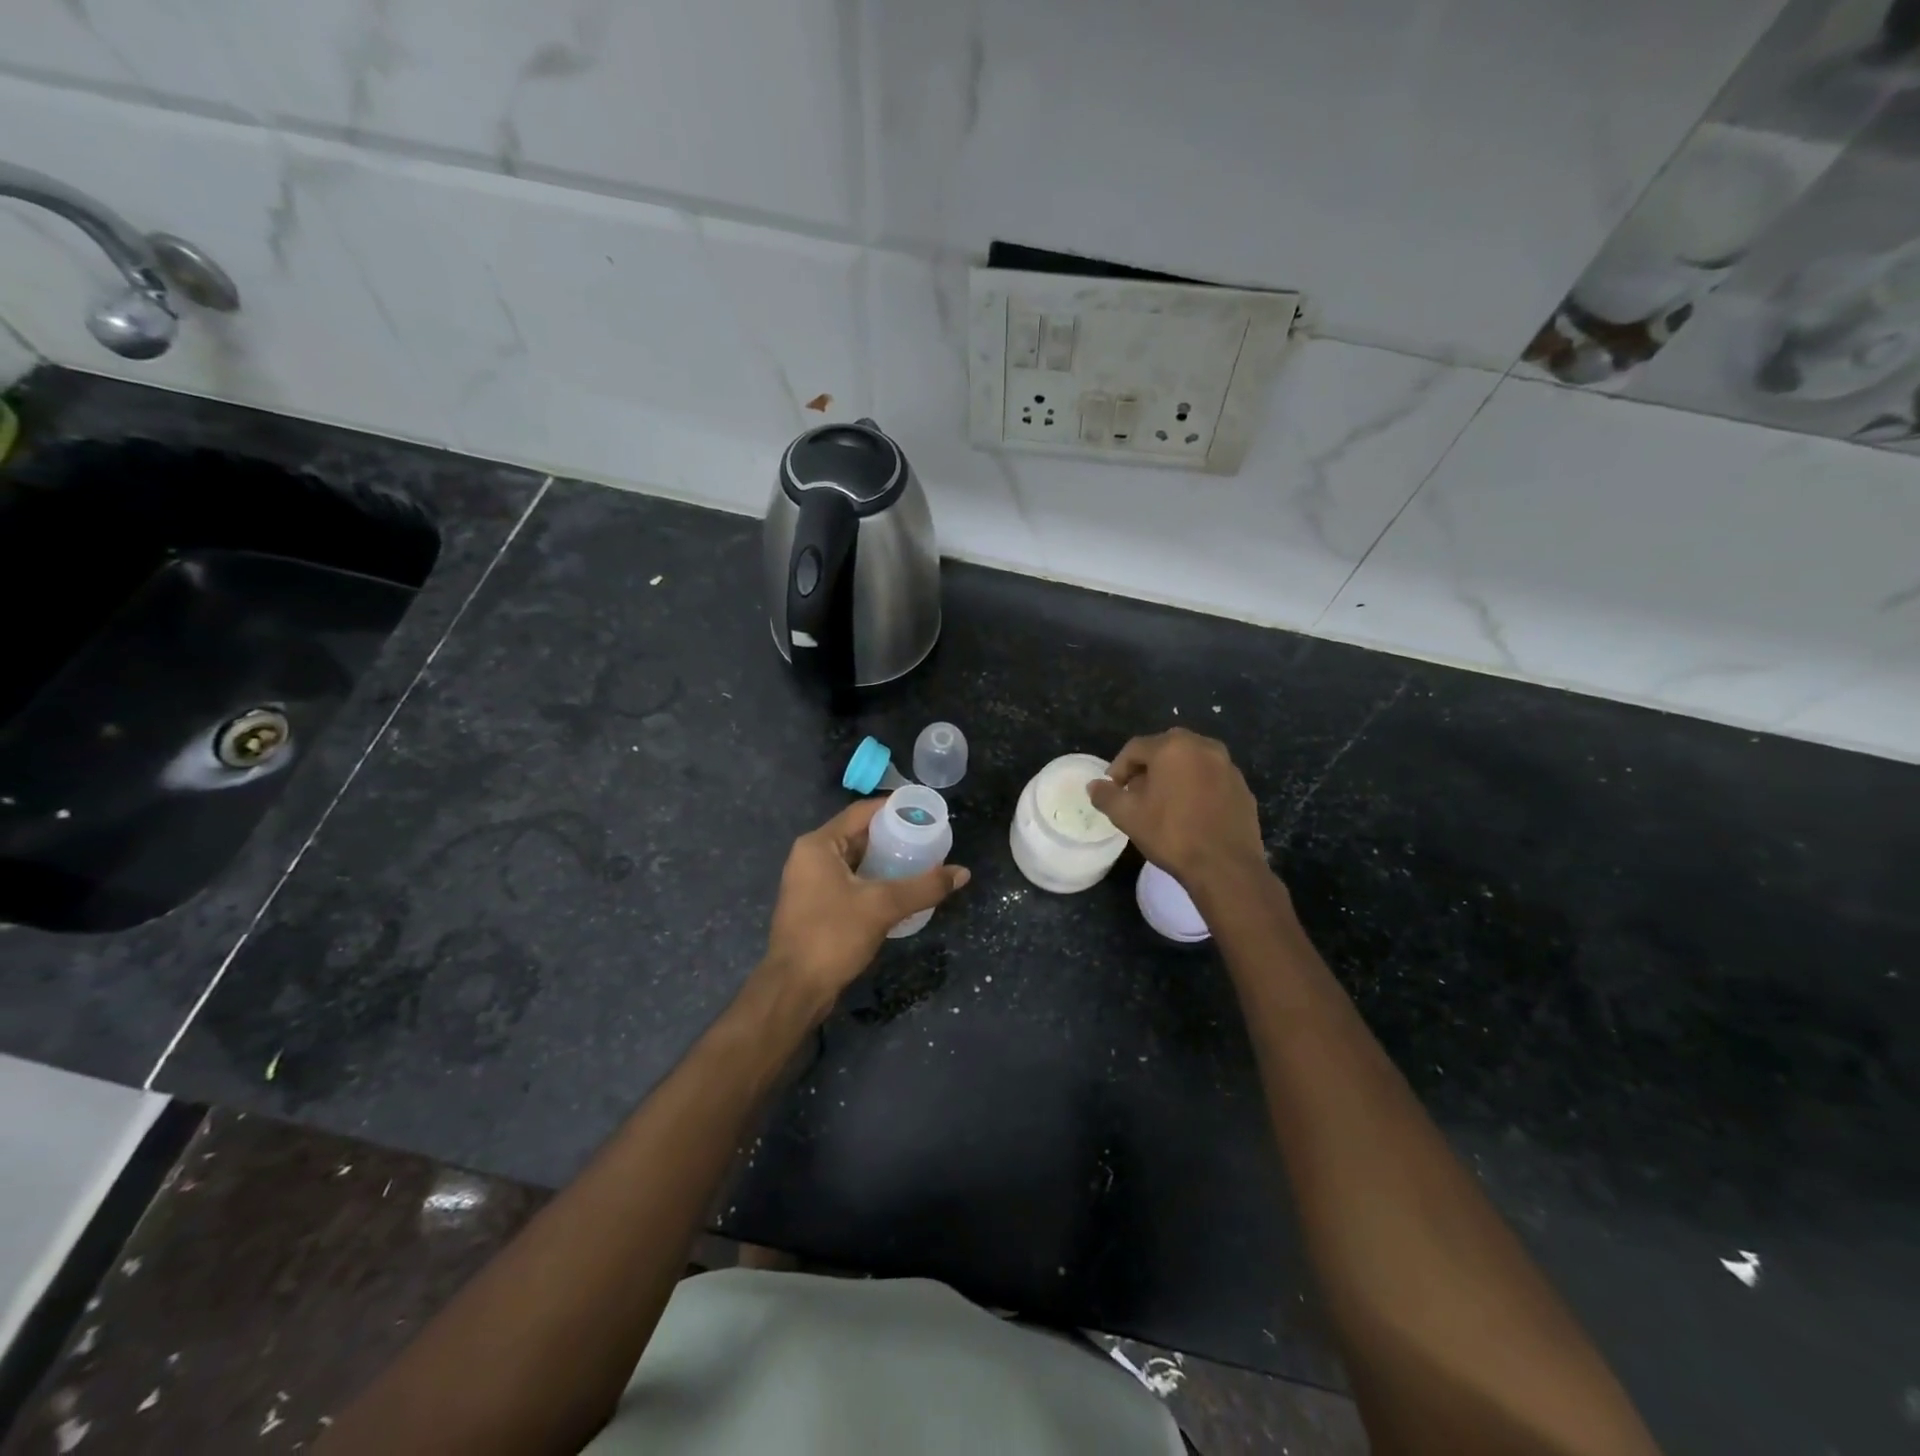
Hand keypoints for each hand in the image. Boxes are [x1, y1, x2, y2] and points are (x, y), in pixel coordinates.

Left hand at [760, 798, 969, 1015]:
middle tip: (927, 838)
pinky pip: (849, 882)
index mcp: (818, 845)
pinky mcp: (814, 906)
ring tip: (920, 862)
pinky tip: (899, 890)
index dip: (893, 808)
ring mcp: (809, 883)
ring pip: (854, 861)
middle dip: (893, 836)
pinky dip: (873, 881)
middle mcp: (810, 857)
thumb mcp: (883, 906)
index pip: (861, 812)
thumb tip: (963, 873)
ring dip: (884, 861)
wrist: (795, 989)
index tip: (924, 811)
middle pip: (858, 835)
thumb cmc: (833, 936)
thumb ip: (924, 887)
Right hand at [1088, 728, 1267, 893]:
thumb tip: (1094, 786)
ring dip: (1173, 776)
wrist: (1225, 866)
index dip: (1118, 768)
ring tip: (1162, 802)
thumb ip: (1106, 796)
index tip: (1112, 789)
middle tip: (1135, 793)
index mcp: (1173, 747)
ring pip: (1191, 762)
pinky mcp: (1242, 787)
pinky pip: (1211, 779)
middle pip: (1165, 750)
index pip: (1135, 748)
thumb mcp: (1127, 816)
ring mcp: (1227, 766)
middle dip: (1146, 768)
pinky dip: (1196, 787)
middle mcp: (1203, 747)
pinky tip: (1190, 812)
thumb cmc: (1171, 834)